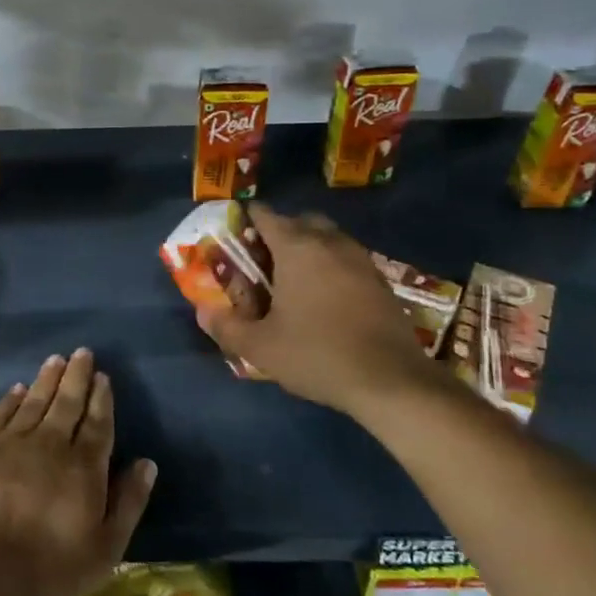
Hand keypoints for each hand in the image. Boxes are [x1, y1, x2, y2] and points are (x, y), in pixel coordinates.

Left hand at [0, 349, 157, 595]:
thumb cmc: (51, 566)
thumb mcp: (105, 547)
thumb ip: (128, 502)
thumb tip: (147, 463)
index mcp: (84, 466)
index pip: (97, 422)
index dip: (101, 398)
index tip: (103, 376)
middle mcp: (51, 444)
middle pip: (67, 402)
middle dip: (77, 376)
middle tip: (82, 353)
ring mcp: (13, 443)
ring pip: (35, 401)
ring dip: (47, 379)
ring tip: (56, 360)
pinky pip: (0, 414)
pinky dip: (11, 399)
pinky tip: (18, 389)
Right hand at [197, 204, 443, 420]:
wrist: (391, 381)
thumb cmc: (318, 355)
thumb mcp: (261, 347)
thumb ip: (226, 327)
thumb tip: (203, 311)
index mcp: (298, 248)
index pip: (266, 215)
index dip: (246, 220)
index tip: (234, 237)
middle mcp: (330, 243)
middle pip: (300, 221)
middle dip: (279, 232)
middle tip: (262, 260)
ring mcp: (360, 259)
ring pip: (328, 237)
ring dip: (308, 248)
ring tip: (292, 280)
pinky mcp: (381, 280)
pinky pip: (347, 258)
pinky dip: (331, 265)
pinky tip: (324, 297)